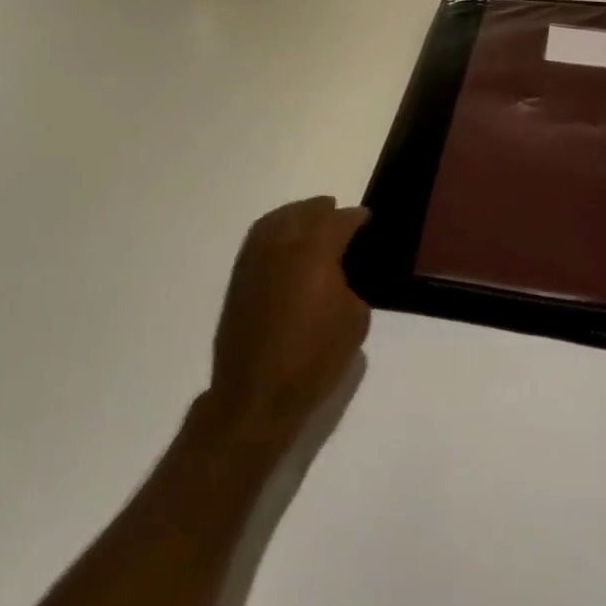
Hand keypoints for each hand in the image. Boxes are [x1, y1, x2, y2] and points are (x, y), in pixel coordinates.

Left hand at [207, 197, 370, 444]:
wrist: (256, 395)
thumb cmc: (313, 359)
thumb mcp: (354, 321)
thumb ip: (350, 286)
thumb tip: (338, 276)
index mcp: (316, 250)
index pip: (339, 221)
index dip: (355, 218)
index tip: (365, 219)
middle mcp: (283, 244)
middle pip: (306, 212)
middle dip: (324, 211)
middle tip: (338, 214)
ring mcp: (257, 257)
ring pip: (278, 219)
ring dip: (297, 214)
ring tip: (310, 218)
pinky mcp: (239, 275)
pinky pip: (259, 236)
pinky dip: (275, 229)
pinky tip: (284, 240)